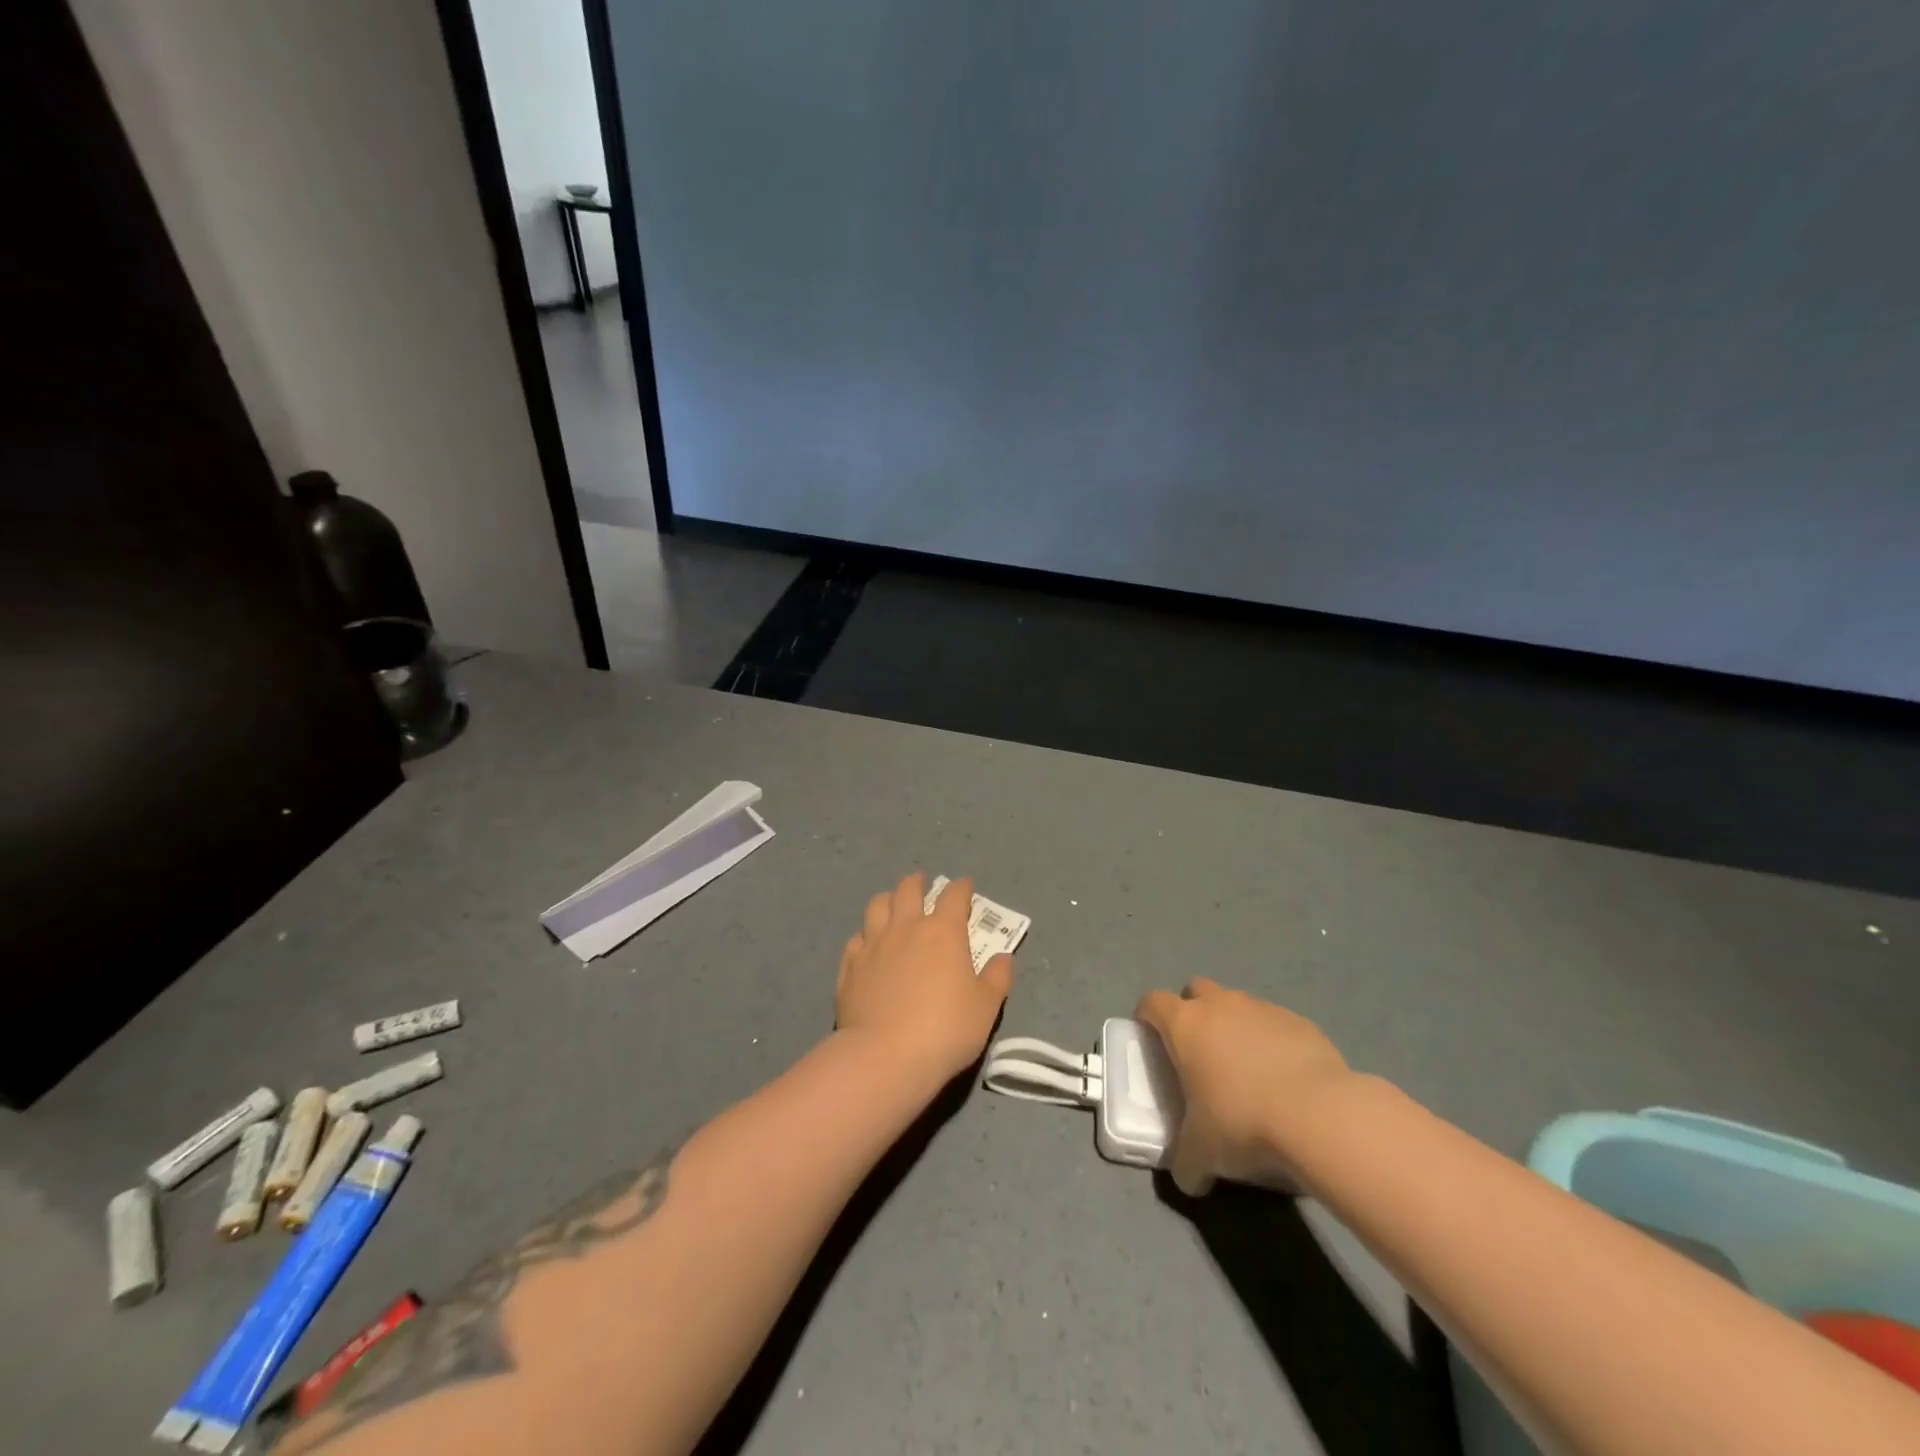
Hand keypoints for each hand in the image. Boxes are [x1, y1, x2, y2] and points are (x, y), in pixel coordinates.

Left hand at [836, 873, 1013, 1091]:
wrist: (884, 1057)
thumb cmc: (945, 1030)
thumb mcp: (985, 1007)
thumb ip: (997, 978)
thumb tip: (1004, 957)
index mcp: (943, 931)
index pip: (954, 896)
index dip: (961, 888)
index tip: (965, 886)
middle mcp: (906, 927)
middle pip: (908, 890)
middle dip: (918, 882)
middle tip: (923, 882)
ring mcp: (873, 944)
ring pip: (877, 905)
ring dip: (888, 899)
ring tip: (892, 903)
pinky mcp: (849, 966)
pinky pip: (856, 938)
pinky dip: (865, 934)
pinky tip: (868, 943)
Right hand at [1136, 977, 1353, 1196]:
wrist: (1319, 1115)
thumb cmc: (1242, 1122)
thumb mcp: (1202, 1153)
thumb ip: (1187, 1161)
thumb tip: (1189, 1178)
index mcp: (1185, 1024)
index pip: (1152, 1002)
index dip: (1147, 1017)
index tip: (1150, 1038)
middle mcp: (1220, 1005)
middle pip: (1196, 989)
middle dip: (1193, 1011)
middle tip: (1198, 1051)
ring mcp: (1262, 1009)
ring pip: (1238, 1004)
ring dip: (1235, 1026)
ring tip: (1246, 1069)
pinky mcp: (1300, 1022)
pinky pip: (1276, 1024)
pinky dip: (1273, 1042)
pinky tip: (1285, 1078)